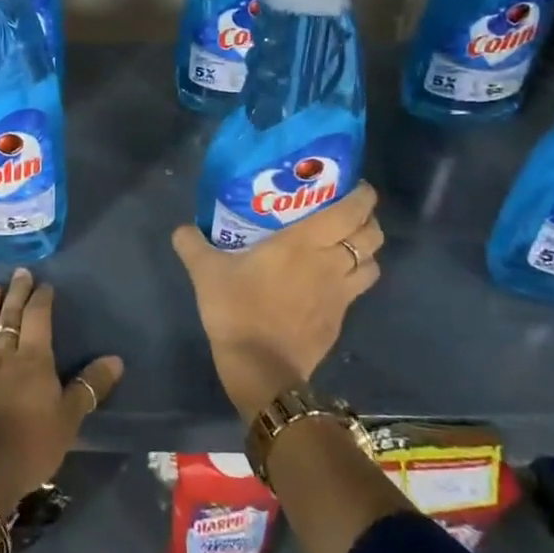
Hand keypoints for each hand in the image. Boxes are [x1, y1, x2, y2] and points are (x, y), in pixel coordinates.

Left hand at [0, 269, 124, 514]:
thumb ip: (90, 386)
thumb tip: (116, 359)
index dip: (42, 299)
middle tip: (19, 272)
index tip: (44, 284)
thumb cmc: (30, 447)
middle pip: (10, 317)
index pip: (38, 319)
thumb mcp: (69, 420)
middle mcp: (1, 355)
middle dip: (16, 293)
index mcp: (33, 360)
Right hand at [171, 183, 384, 421]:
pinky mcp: (340, 319)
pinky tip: (329, 281)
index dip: (362, 195)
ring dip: (365, 252)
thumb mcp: (205, 272)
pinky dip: (352, 280)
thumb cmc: (237, 309)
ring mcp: (340, 294)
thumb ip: (192, 244)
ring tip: (344, 246)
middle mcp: (331, 262)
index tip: (354, 186)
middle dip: (367, 220)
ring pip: (372, 264)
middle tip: (346, 214)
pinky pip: (357, 290)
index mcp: (305, 242)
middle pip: (372, 235)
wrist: (260, 367)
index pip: (352, 210)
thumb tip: (181, 228)